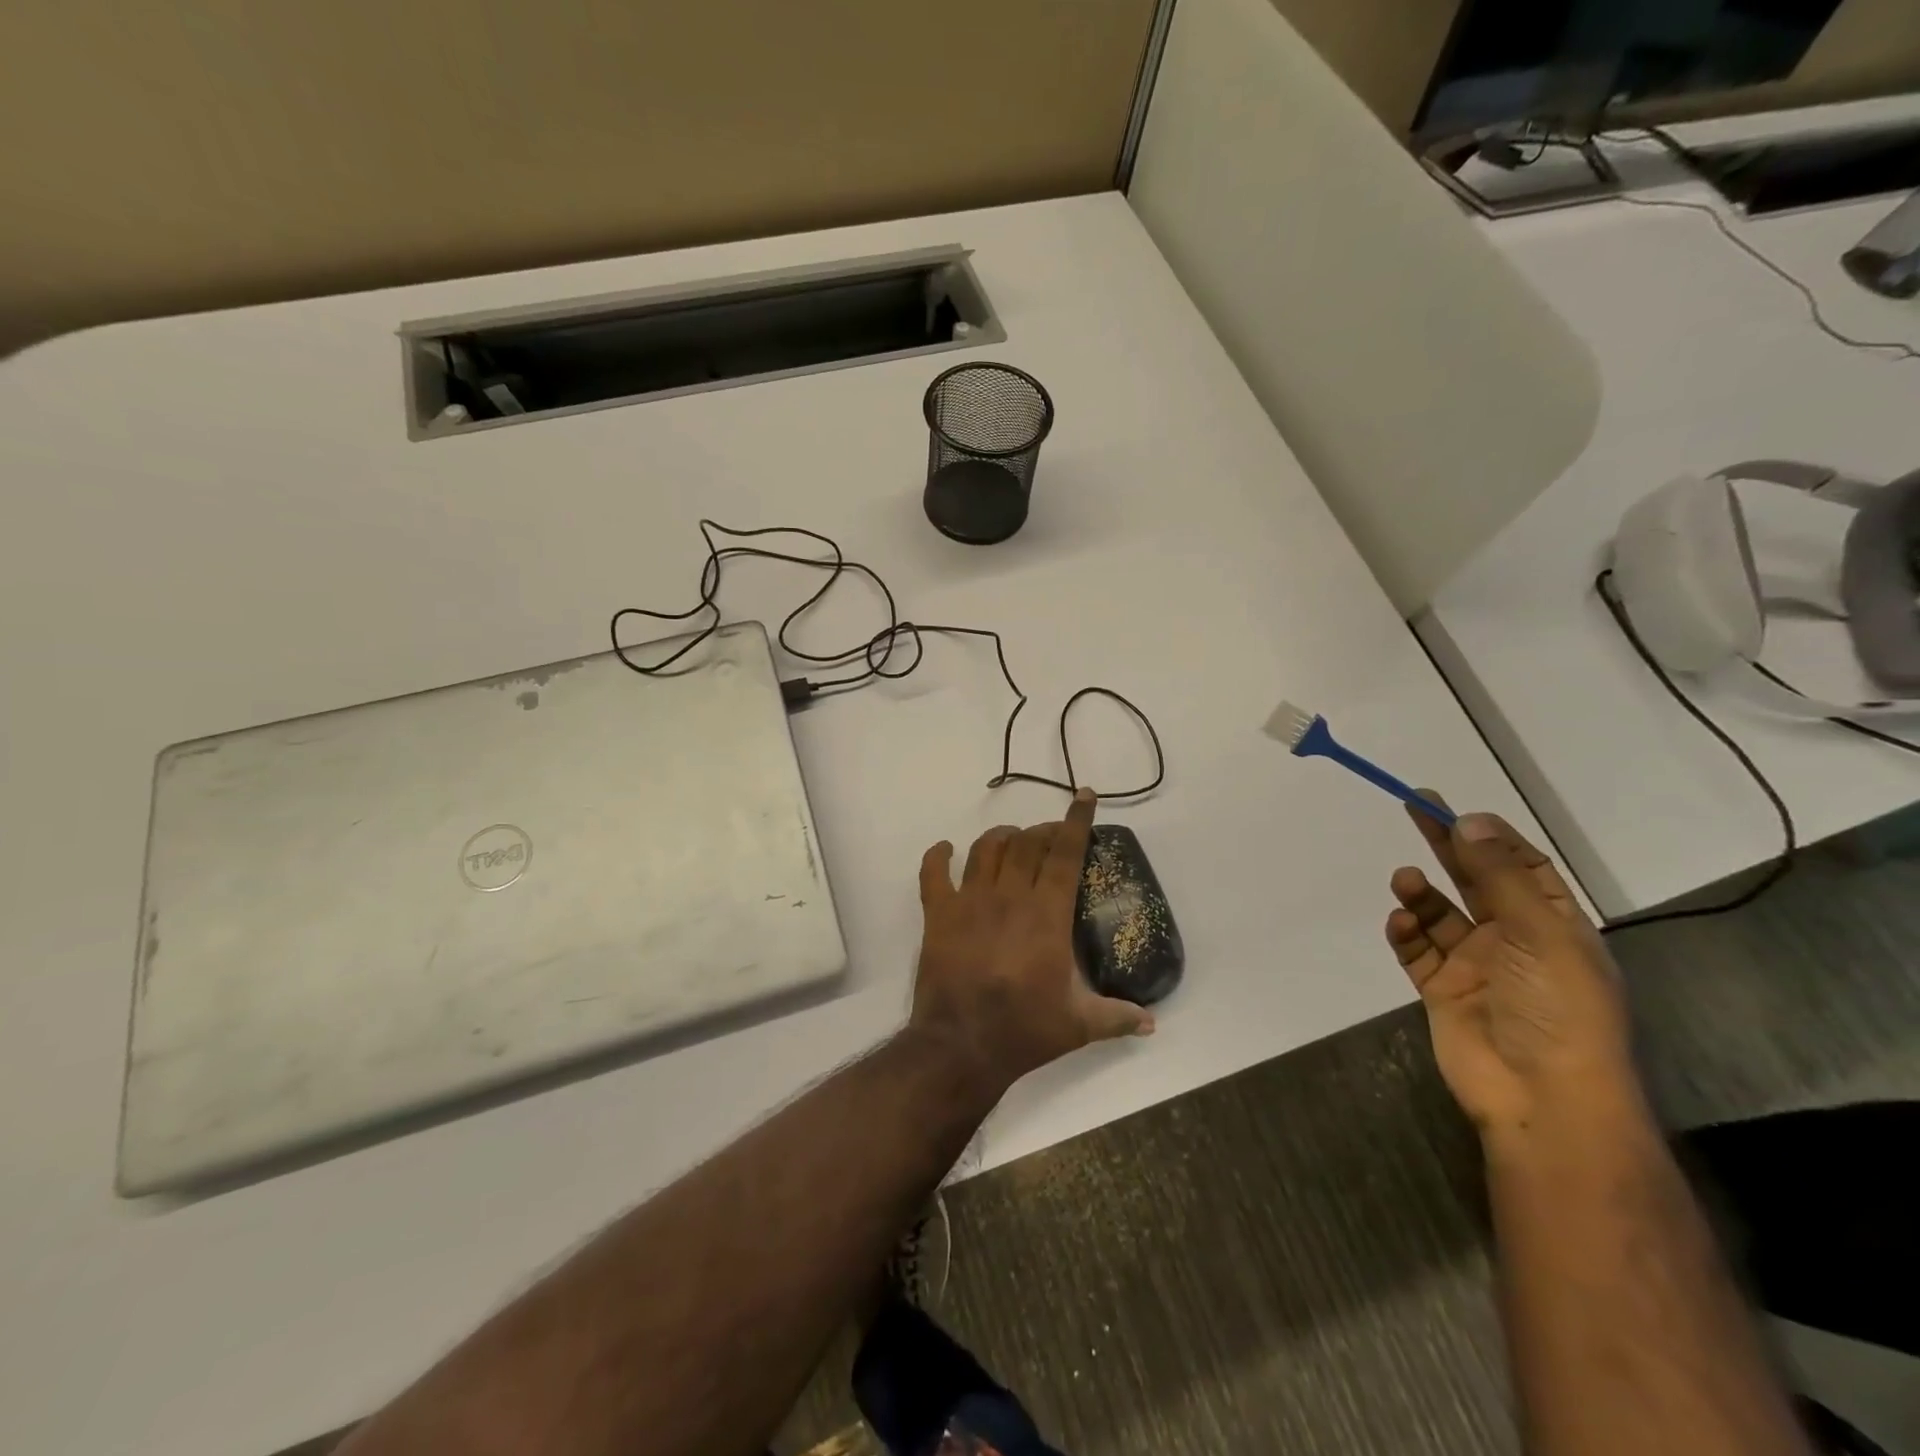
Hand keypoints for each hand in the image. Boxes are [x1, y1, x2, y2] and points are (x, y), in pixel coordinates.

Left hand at [909, 790, 1154, 1091]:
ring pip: (986, 849)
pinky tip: (944, 850)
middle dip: (1042, 831)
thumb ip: (1117, 1017)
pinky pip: (933, 873)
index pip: (1065, 854)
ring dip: (1001, 837)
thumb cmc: (1024, 1030)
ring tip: (1011, 839)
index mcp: (1046, 914)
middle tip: (1051, 837)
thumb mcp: (1080, 1025)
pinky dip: (938, 856)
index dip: (1077, 821)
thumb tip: (1152, 1024)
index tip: (1084, 795)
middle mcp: (1009, 896)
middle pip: (1027, 844)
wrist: (961, 1045)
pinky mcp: (938, 915)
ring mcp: (969, 901)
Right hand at [1385, 803, 1637, 1138]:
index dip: (1491, 837)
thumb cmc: (1558, 1009)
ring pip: (1440, 914)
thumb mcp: (1539, 933)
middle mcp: (1515, 940)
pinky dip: (1406, 933)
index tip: (1457, 810)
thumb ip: (1499, 876)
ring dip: (1421, 894)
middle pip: (1475, 880)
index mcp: (1554, 926)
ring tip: (1404, 881)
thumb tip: (1470, 820)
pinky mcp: (1442, 989)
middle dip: (1446, 846)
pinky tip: (1401, 924)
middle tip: (1414, 808)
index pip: (1522, 867)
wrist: (1541, 1097)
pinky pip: (1417, 950)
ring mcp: (1476, 966)